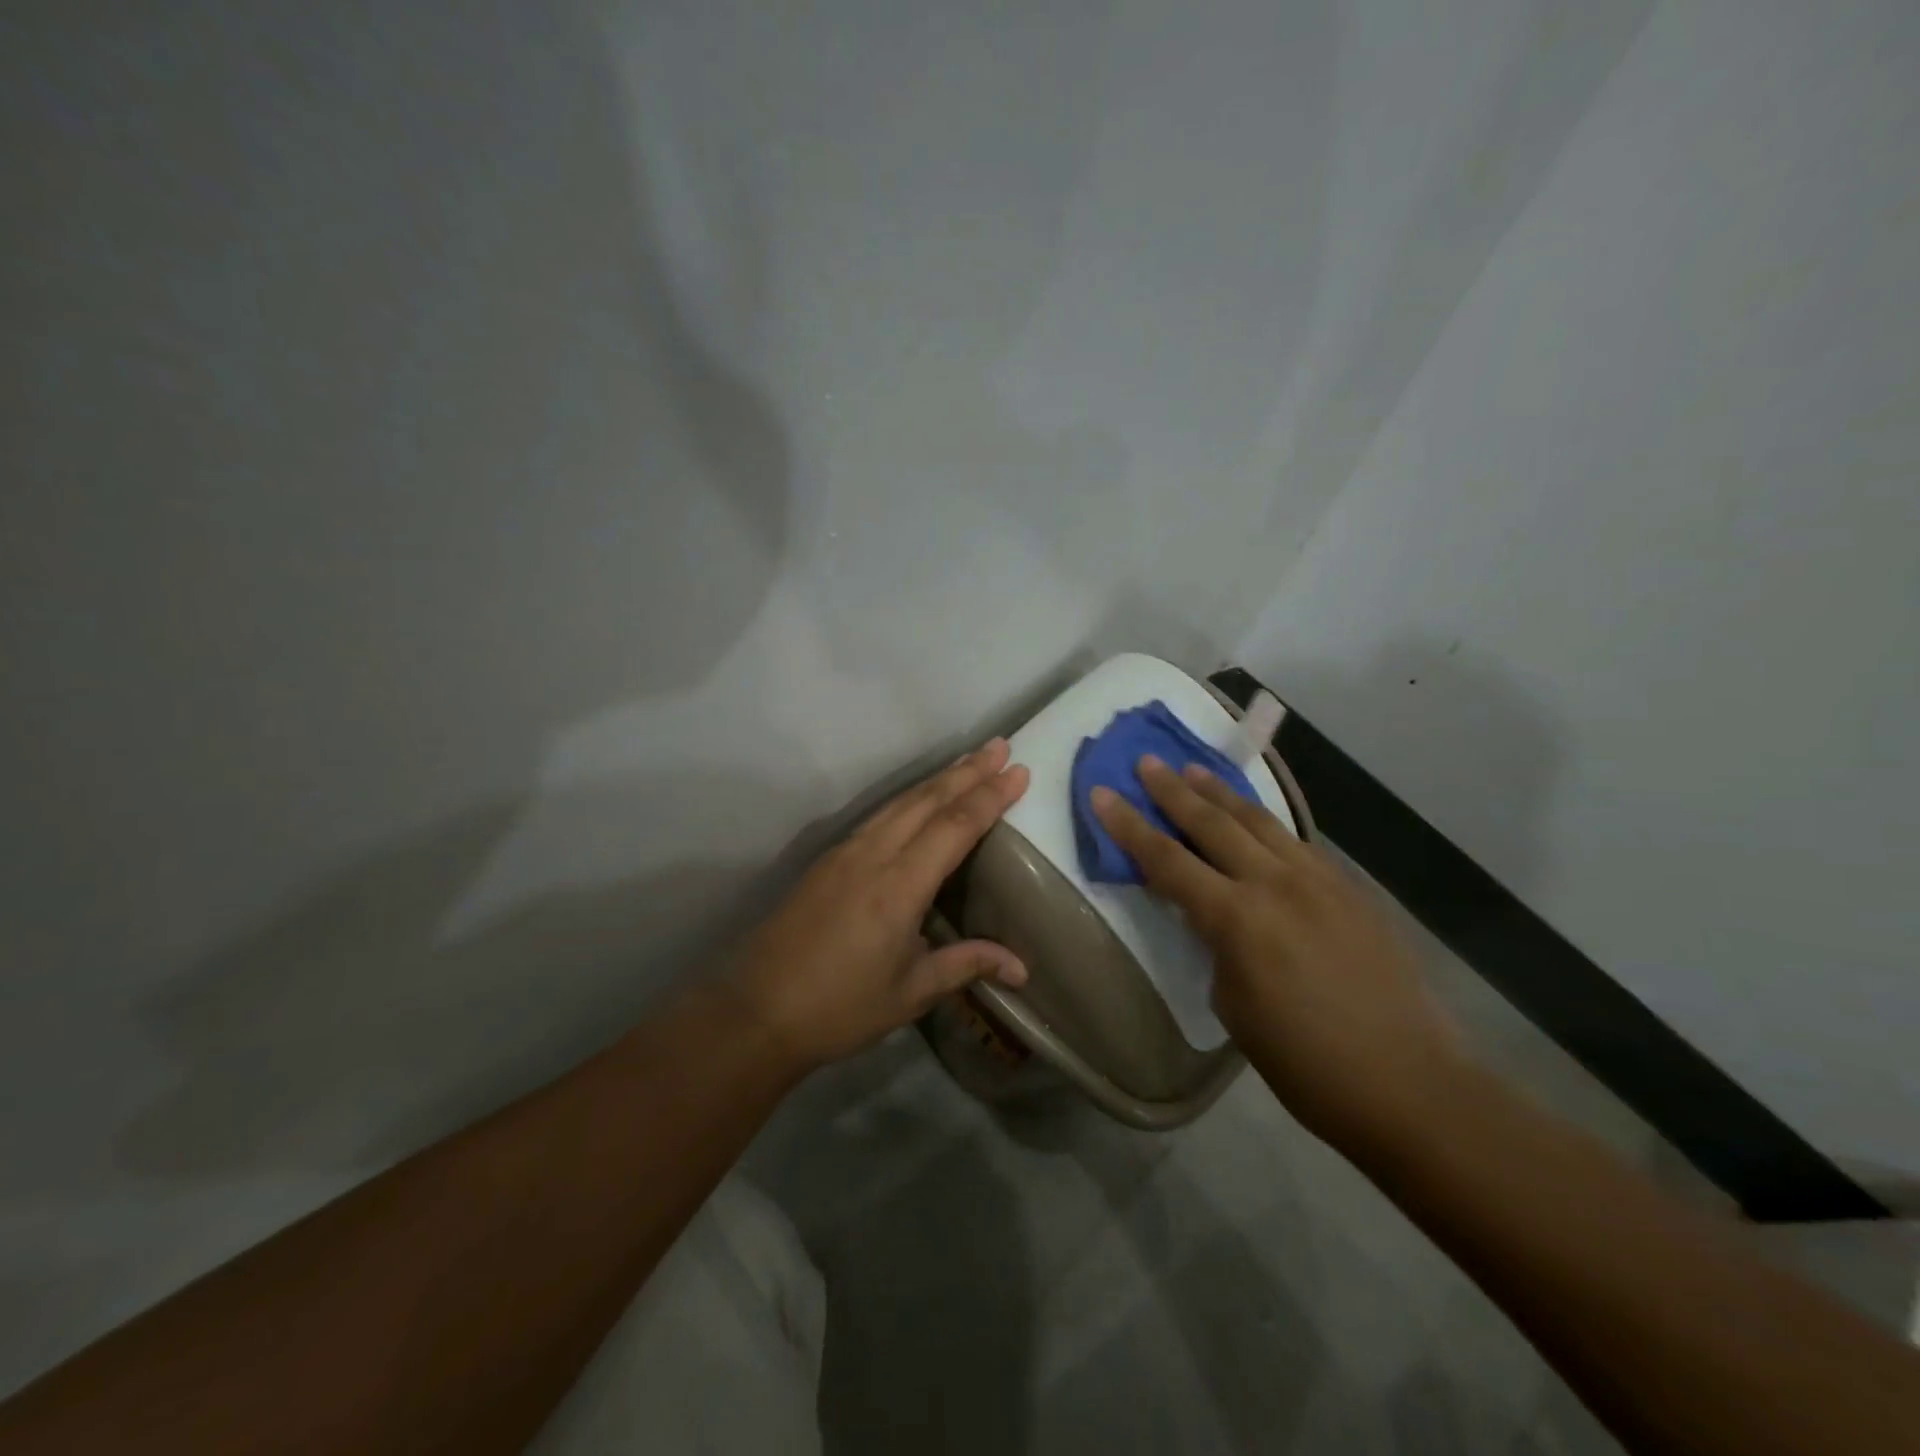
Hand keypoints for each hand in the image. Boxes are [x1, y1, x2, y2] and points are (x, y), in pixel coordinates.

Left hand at [730, 739, 1031, 1074]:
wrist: (757, 1010)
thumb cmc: (840, 1007)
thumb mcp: (911, 992)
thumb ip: (966, 965)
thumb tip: (1021, 967)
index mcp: (900, 886)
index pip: (955, 826)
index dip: (989, 796)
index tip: (1018, 771)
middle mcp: (874, 855)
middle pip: (928, 800)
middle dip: (968, 771)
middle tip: (1001, 746)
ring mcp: (846, 852)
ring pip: (900, 802)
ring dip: (938, 779)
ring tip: (969, 761)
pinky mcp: (827, 860)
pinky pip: (878, 816)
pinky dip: (909, 798)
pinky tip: (919, 798)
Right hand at [1091, 757, 1464, 1151]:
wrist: (1410, 1085)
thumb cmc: (1305, 1063)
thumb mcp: (1234, 1004)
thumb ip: (1216, 944)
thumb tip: (1211, 916)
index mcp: (1238, 919)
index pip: (1167, 859)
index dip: (1129, 825)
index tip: (1101, 793)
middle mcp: (1276, 884)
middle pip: (1212, 823)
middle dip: (1173, 791)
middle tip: (1146, 762)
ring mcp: (1320, 880)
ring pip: (1259, 821)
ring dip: (1220, 793)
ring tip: (1193, 770)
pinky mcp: (1350, 889)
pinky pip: (1295, 842)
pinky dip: (1264, 823)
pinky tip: (1254, 820)